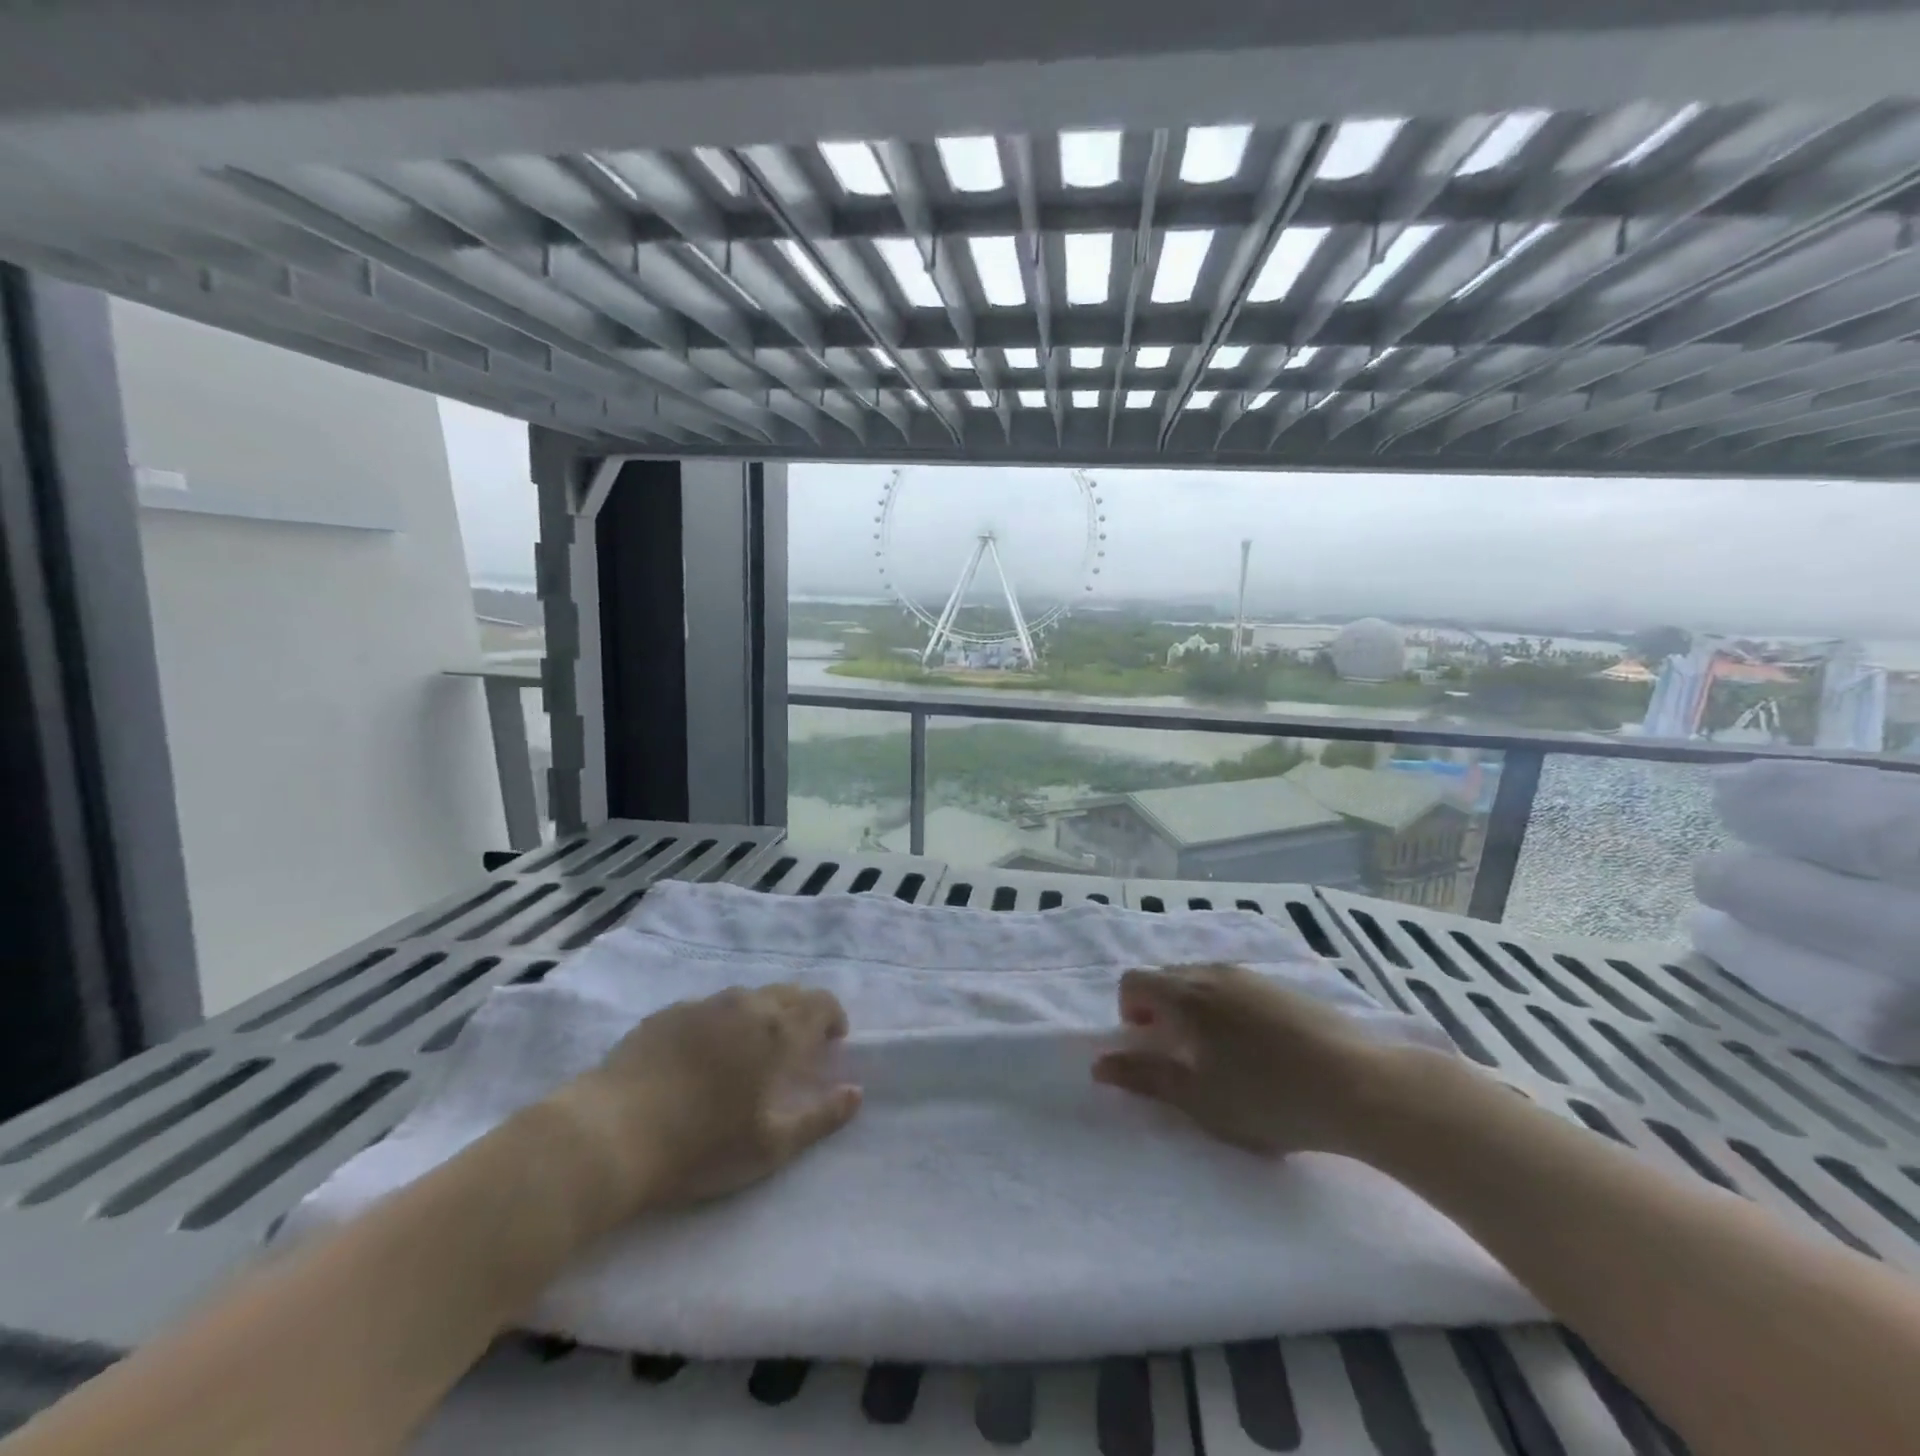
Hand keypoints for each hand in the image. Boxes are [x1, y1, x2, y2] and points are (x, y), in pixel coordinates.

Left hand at [548, 985, 861, 1222]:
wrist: (610, 1134)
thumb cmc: (701, 1146)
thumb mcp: (771, 1145)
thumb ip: (820, 1117)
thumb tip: (856, 1093)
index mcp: (776, 1030)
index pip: (820, 1004)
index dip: (833, 1018)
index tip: (832, 1042)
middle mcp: (745, 1004)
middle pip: (787, 993)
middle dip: (802, 1014)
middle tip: (797, 1049)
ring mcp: (702, 1005)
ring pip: (747, 997)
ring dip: (762, 1015)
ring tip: (751, 1052)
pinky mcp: (666, 1013)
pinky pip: (710, 1008)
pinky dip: (723, 1023)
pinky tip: (704, 1056)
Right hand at [1092, 963, 1411, 1157]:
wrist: (1361, 1086)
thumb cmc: (1268, 1098)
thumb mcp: (1198, 1098)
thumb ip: (1145, 1076)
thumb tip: (1099, 1065)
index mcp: (1185, 994)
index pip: (1133, 980)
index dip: (1129, 1011)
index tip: (1150, 1045)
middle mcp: (1213, 972)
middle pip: (1167, 977)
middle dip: (1160, 1010)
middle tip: (1182, 1056)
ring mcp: (1251, 976)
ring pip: (1203, 981)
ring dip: (1194, 1009)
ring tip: (1221, 1055)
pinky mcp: (1283, 987)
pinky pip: (1235, 987)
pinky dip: (1227, 1009)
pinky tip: (1258, 1049)